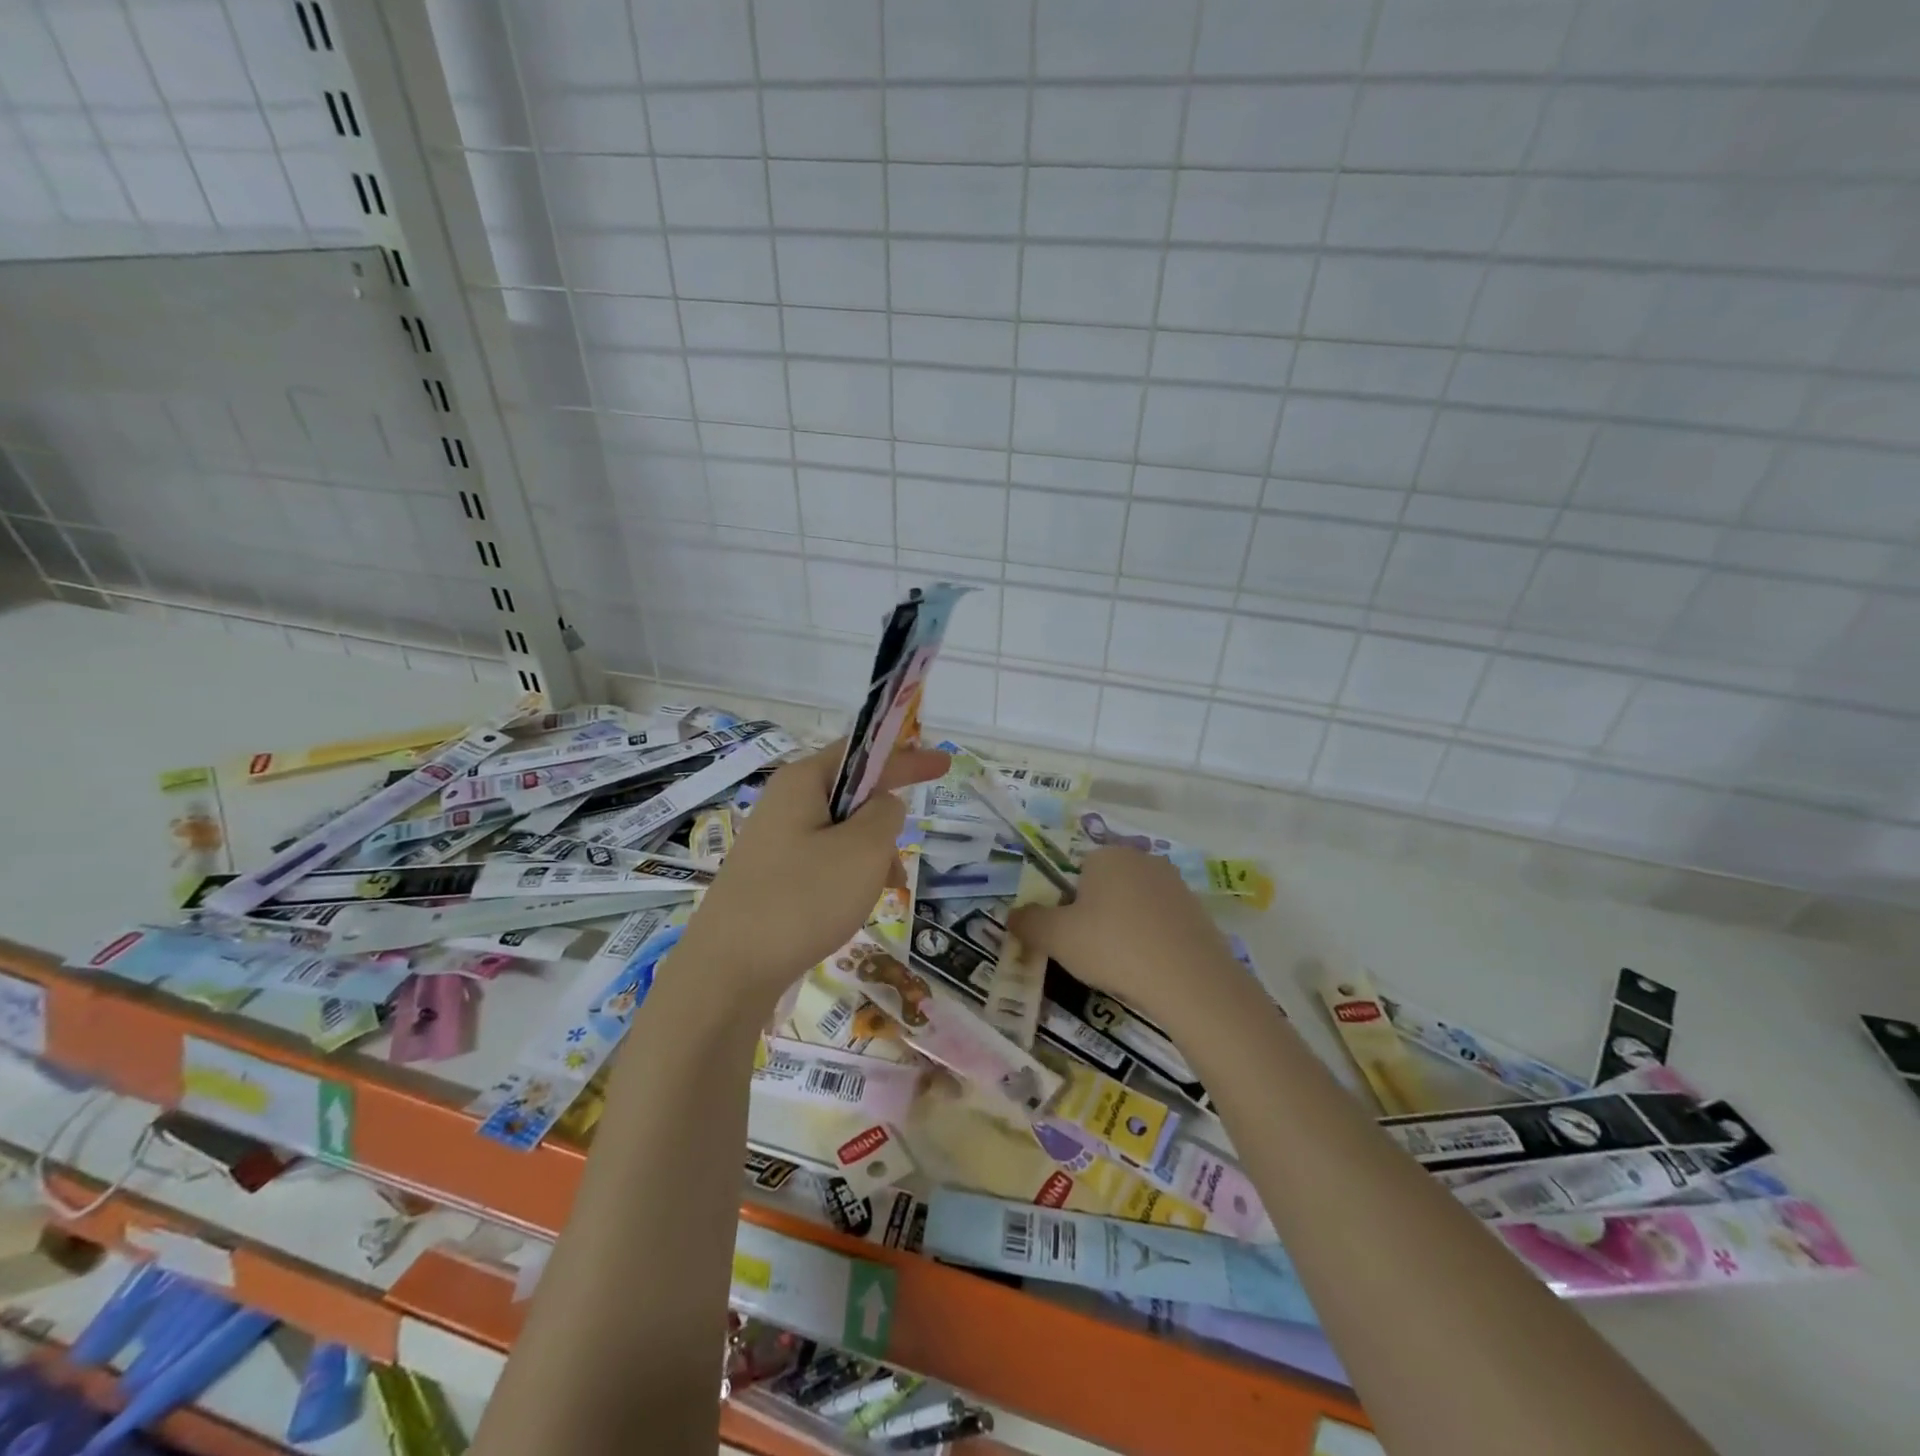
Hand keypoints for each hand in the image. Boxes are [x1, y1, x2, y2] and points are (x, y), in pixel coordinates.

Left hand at [677, 739, 948, 1001]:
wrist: (728, 971)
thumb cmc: (803, 898)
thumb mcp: (863, 849)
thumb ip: (886, 814)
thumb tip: (883, 805)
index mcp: (803, 781)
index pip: (864, 753)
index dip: (908, 757)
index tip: (944, 763)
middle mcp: (784, 803)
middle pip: (852, 797)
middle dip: (883, 827)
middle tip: (895, 866)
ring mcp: (772, 842)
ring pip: (840, 835)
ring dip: (868, 859)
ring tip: (874, 897)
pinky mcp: (768, 877)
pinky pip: (821, 863)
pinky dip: (846, 879)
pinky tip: (849, 912)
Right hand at [1008, 847, 1244, 1032]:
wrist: (1189, 978)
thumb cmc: (1113, 947)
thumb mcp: (1056, 938)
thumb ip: (1029, 922)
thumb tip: (1012, 915)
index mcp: (1106, 855)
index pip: (1076, 873)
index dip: (1068, 906)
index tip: (1071, 936)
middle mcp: (1141, 858)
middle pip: (1106, 886)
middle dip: (1097, 914)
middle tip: (1093, 952)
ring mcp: (1174, 883)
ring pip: (1135, 904)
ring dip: (1125, 927)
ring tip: (1123, 965)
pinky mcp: (1198, 910)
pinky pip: (1162, 921)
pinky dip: (1152, 939)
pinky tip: (1151, 968)